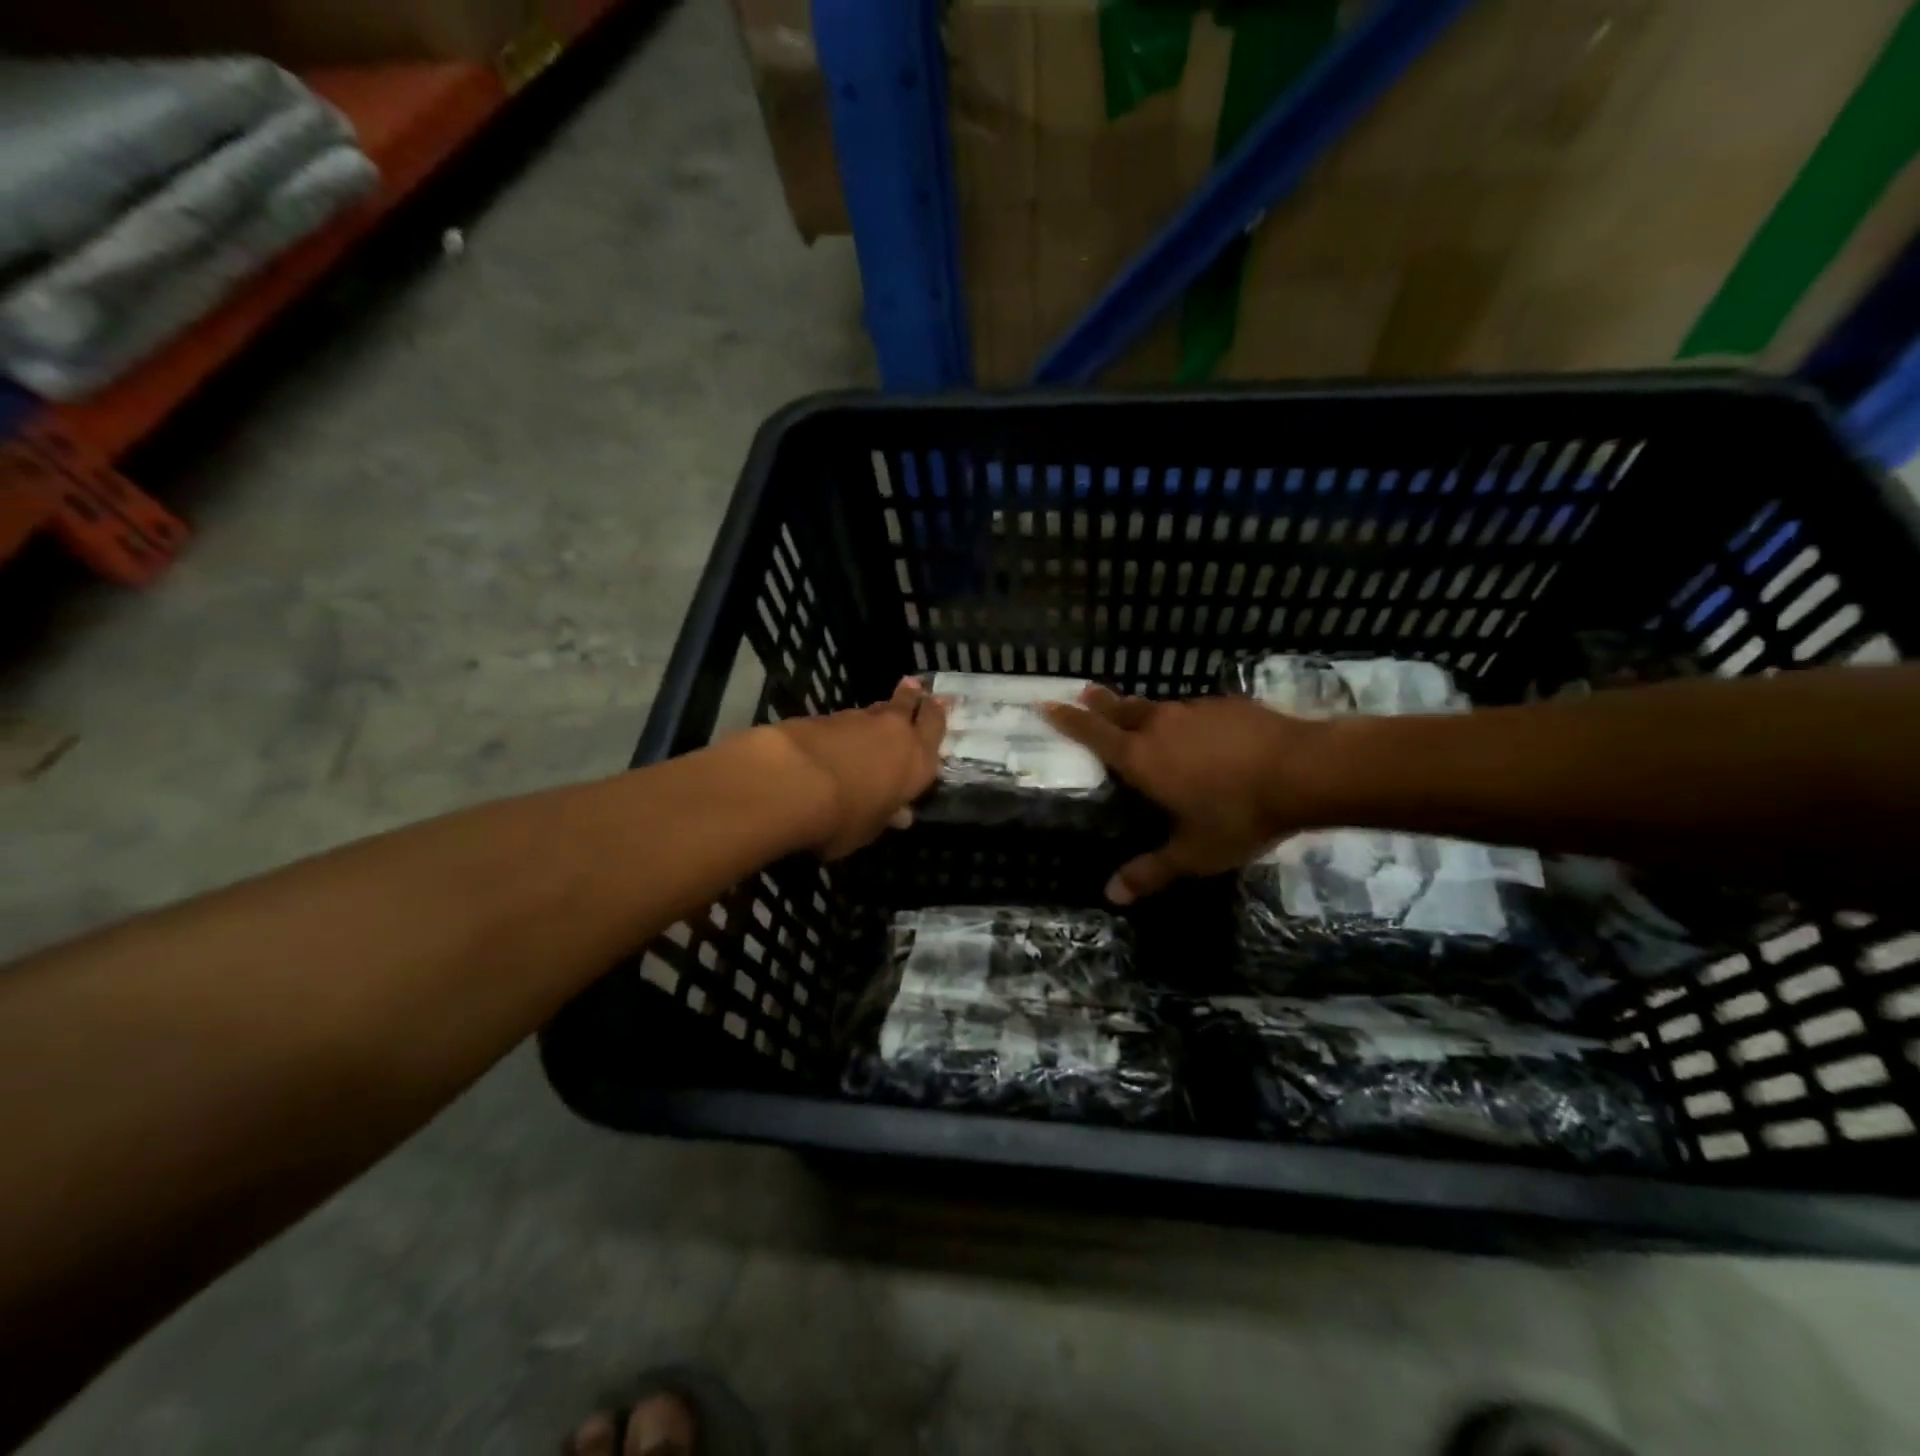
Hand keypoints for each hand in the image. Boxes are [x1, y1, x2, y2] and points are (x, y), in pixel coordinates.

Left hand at [770, 677, 947, 858]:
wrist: (794, 781)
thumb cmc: (845, 817)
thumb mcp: (870, 829)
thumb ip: (886, 816)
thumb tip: (900, 816)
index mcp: (918, 761)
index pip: (935, 728)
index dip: (937, 715)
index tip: (940, 702)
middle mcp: (895, 733)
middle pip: (910, 704)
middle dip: (915, 696)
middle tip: (918, 686)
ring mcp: (859, 720)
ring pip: (877, 710)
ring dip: (880, 712)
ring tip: (879, 713)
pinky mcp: (825, 716)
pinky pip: (845, 718)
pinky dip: (846, 725)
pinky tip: (838, 734)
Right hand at [1044, 687, 1326, 902]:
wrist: (1303, 771)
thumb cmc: (1237, 814)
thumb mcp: (1193, 853)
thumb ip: (1151, 871)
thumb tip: (1111, 895)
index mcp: (1141, 759)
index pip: (1094, 733)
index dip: (1068, 720)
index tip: (1048, 704)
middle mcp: (1161, 727)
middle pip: (1121, 709)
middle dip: (1100, 703)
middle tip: (1085, 692)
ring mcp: (1195, 711)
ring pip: (1159, 708)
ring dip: (1144, 711)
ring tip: (1142, 717)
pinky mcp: (1228, 706)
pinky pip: (1195, 711)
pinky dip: (1187, 720)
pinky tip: (1203, 733)